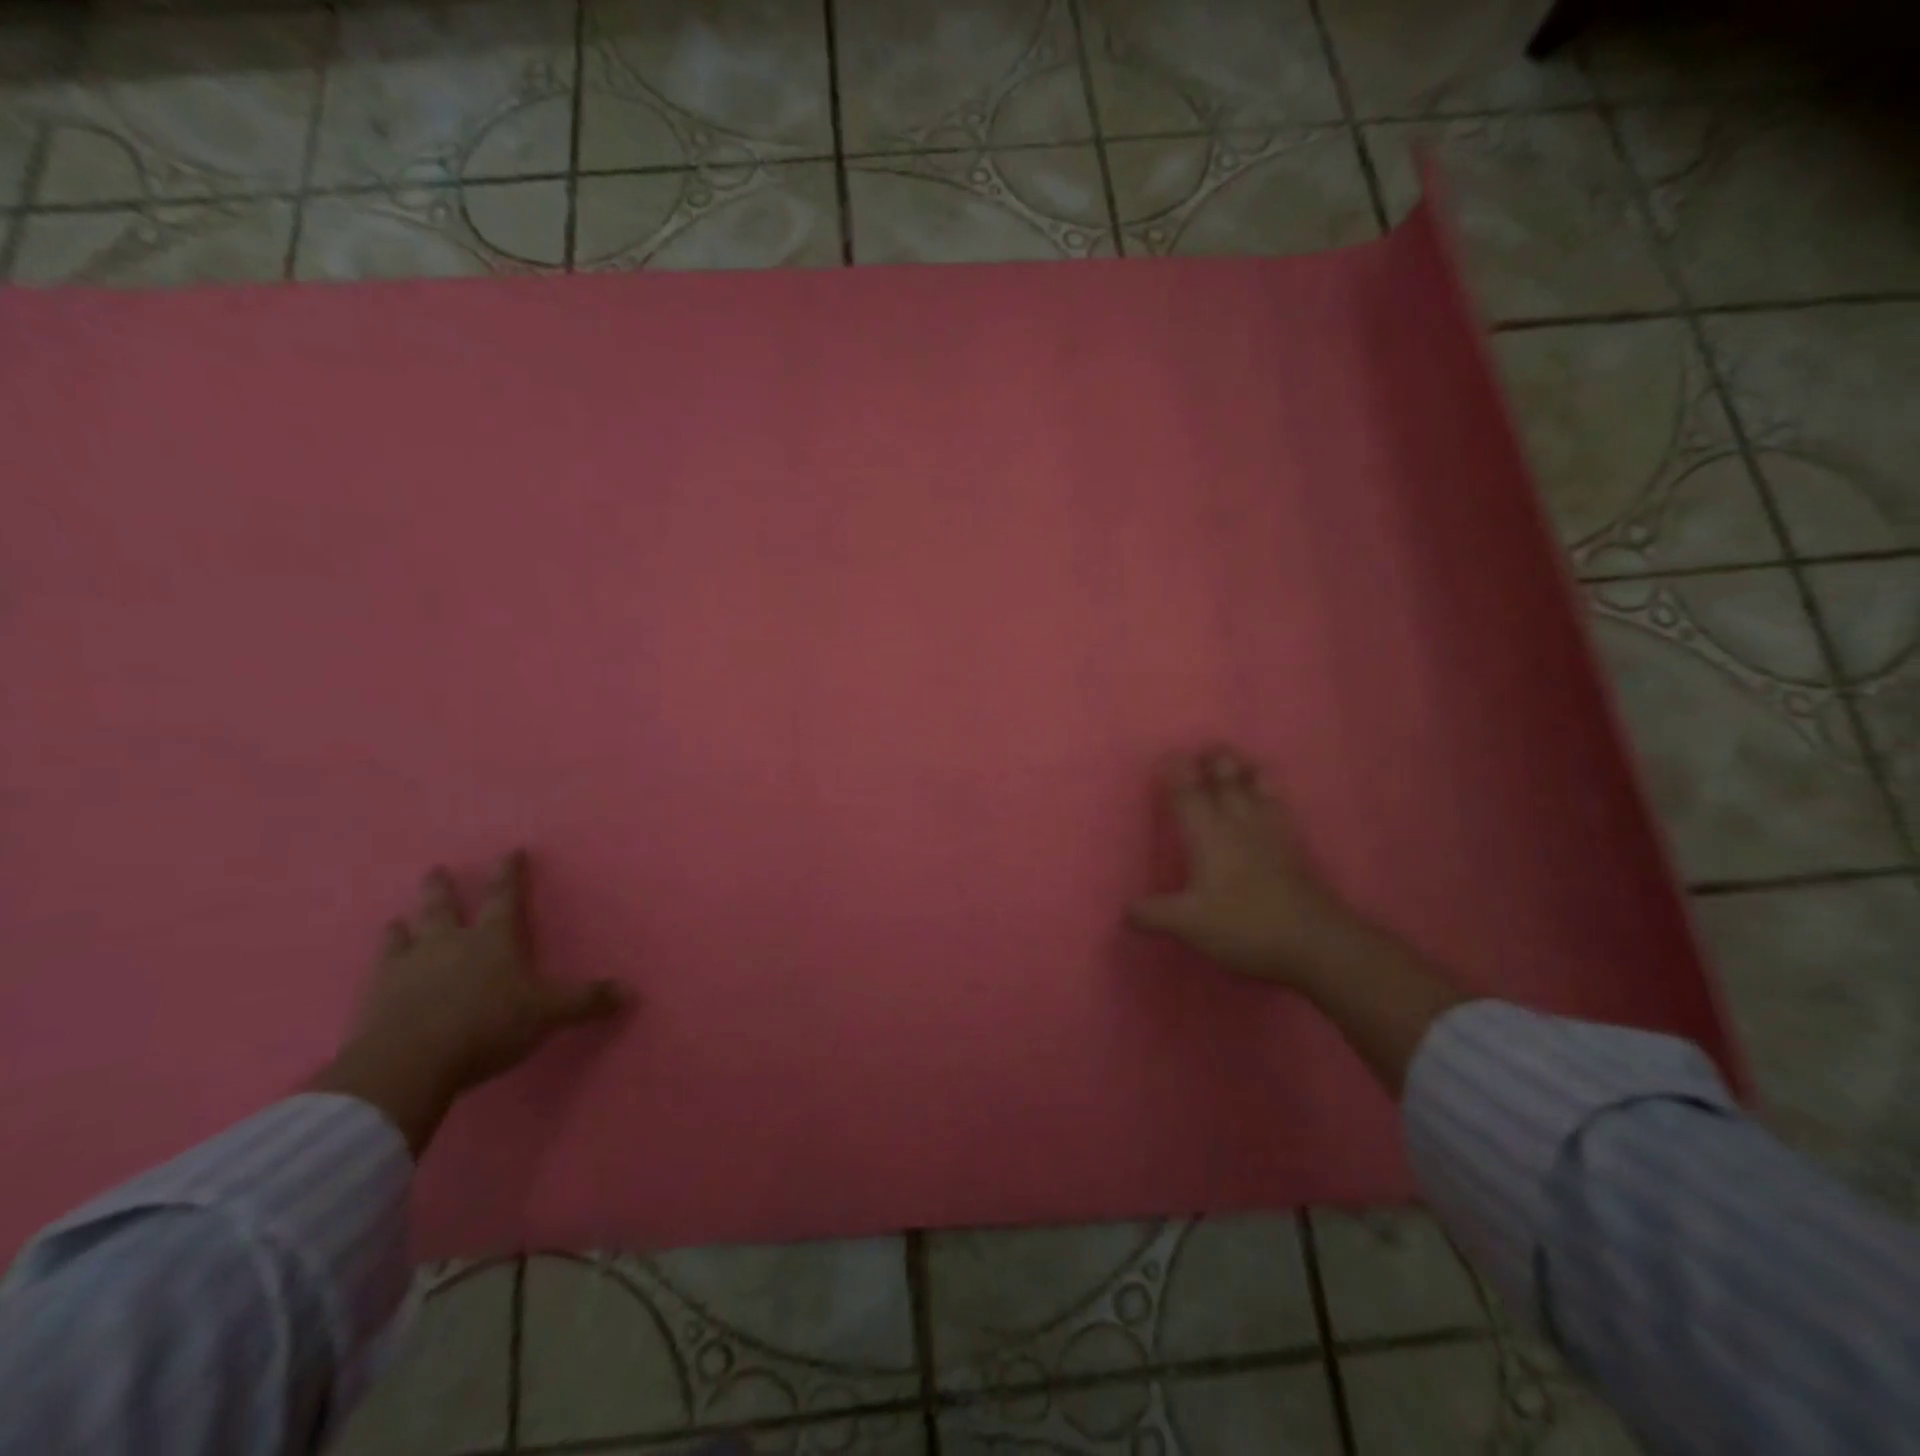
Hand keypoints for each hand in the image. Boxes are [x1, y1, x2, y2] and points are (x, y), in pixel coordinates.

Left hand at [315, 851, 625, 1155]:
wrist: (407, 1065)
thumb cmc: (486, 1027)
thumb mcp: (546, 1014)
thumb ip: (584, 1001)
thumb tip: (630, 991)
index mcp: (492, 939)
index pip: (504, 897)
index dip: (509, 873)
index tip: (510, 851)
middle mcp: (448, 943)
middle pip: (443, 907)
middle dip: (442, 888)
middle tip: (436, 870)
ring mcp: (407, 967)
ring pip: (405, 934)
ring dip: (404, 924)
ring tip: (398, 918)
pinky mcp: (375, 996)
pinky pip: (377, 970)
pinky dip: (381, 961)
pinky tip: (376, 966)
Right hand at [1127, 747, 1360, 985]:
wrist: (1313, 940)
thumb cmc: (1243, 925)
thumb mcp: (1187, 925)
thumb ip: (1152, 914)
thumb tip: (1124, 910)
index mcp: (1207, 834)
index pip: (1188, 794)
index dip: (1178, 773)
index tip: (1171, 756)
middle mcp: (1237, 822)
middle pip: (1225, 779)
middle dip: (1213, 761)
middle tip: (1203, 750)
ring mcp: (1269, 831)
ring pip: (1255, 785)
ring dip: (1243, 768)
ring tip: (1236, 760)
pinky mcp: (1292, 845)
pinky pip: (1278, 804)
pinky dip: (1269, 790)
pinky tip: (1269, 794)